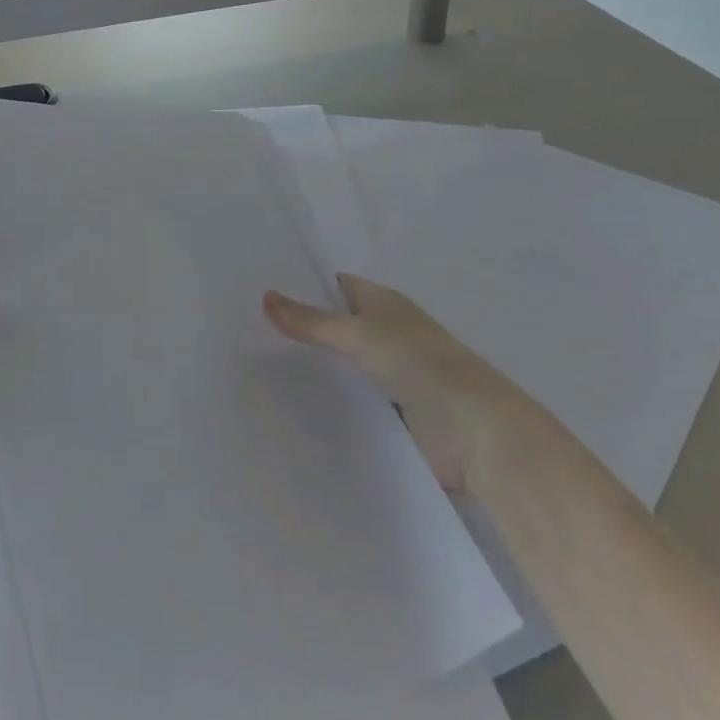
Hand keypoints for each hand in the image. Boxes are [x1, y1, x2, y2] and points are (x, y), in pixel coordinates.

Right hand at [263, 272, 531, 494]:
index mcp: (383, 304)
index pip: (333, 285)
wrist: (477, 435)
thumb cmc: (423, 366)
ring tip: (249, 365)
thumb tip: (265, 296)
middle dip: (295, 328)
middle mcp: (382, 335)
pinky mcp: (383, 416)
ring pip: (335, 366)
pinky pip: (344, 402)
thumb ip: (314, 321)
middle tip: (241, 328)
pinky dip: (321, 403)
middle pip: (331, 326)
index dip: (299, 284)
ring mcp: (383, 377)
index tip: (255, 286)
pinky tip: (281, 404)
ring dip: (305, 368)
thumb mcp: (362, 334)